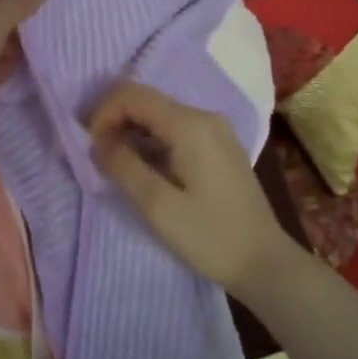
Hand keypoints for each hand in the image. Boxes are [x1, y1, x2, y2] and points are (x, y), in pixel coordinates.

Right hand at [89, 81, 296, 298]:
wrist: (265, 263)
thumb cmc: (210, 237)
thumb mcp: (157, 206)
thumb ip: (123, 166)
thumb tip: (98, 143)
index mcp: (190, 124)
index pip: (133, 95)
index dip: (104, 113)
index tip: (92, 147)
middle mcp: (205, 116)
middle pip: (147, 100)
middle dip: (116, 121)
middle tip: (99, 157)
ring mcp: (216, 129)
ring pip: (161, 114)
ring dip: (133, 132)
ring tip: (118, 165)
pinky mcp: (220, 145)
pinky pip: (177, 128)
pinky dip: (153, 140)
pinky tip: (146, 168)